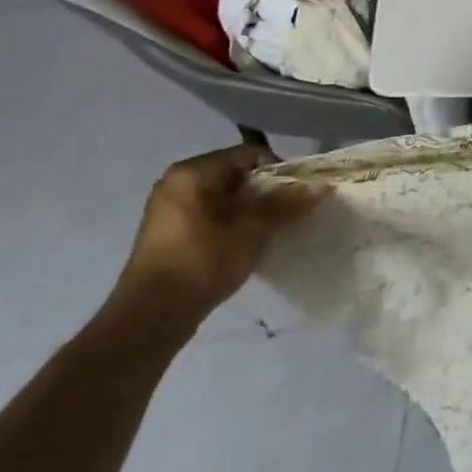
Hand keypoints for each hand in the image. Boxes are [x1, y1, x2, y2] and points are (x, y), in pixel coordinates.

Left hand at [112, 143, 321, 327]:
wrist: (151, 316)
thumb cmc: (203, 261)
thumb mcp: (253, 230)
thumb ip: (287, 204)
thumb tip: (321, 186)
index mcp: (193, 172)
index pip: (250, 155)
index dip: (279, 171)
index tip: (297, 194)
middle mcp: (176, 182)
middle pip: (236, 174)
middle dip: (266, 191)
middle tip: (288, 212)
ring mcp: (168, 208)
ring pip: (224, 197)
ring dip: (250, 209)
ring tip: (270, 229)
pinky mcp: (168, 233)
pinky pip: (210, 214)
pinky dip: (232, 222)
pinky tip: (246, 242)